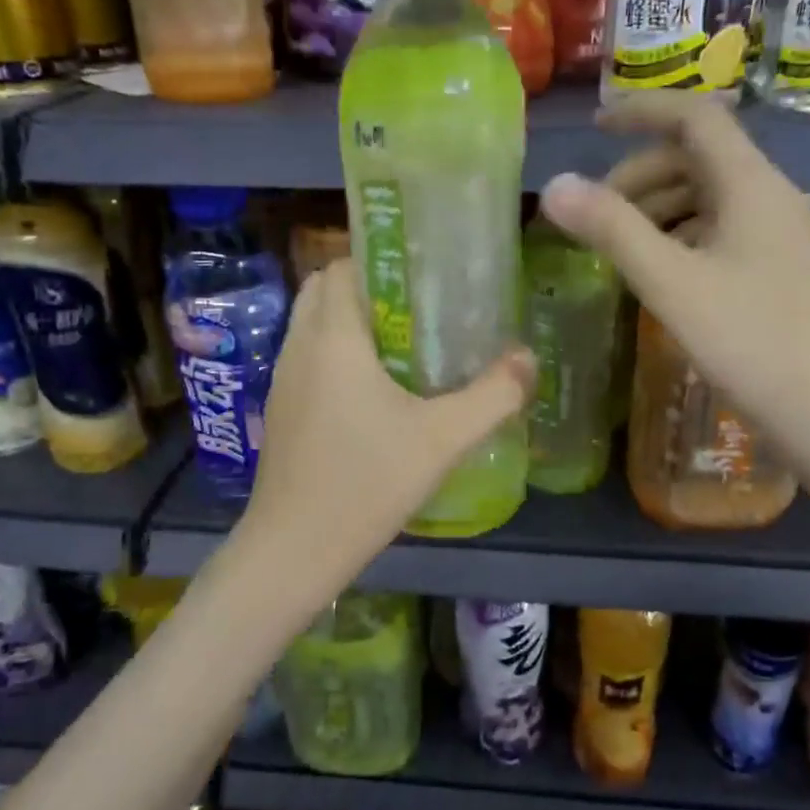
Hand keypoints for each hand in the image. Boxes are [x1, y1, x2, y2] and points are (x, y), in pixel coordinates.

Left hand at [241, 259, 534, 597]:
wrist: (295, 549)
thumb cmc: (367, 483)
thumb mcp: (443, 439)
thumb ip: (493, 396)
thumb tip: (528, 359)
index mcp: (332, 338)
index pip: (342, 266)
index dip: (379, 259)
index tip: (423, 275)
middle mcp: (299, 348)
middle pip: (323, 290)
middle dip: (367, 288)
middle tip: (420, 309)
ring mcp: (283, 381)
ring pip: (313, 326)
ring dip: (351, 323)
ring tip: (405, 345)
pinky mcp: (282, 411)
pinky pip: (308, 360)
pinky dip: (337, 355)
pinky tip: (376, 392)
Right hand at [538, 91, 809, 446]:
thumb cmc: (745, 340)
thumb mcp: (668, 282)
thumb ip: (611, 229)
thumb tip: (553, 186)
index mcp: (752, 184)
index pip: (696, 117)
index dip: (643, 110)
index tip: (595, 124)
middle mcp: (771, 194)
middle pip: (699, 157)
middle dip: (641, 173)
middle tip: (596, 211)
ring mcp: (778, 231)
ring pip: (708, 194)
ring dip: (658, 205)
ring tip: (618, 241)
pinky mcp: (776, 264)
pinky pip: (720, 226)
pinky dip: (680, 232)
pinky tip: (657, 267)